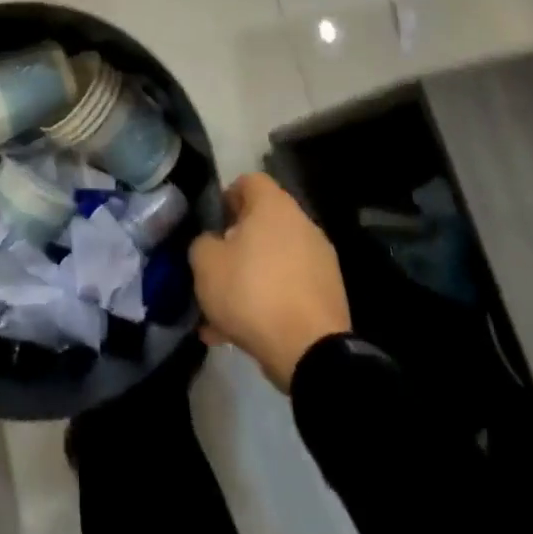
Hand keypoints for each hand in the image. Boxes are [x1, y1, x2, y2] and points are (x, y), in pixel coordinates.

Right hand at [190, 172, 352, 391]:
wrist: (310, 352)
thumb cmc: (252, 292)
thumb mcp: (205, 263)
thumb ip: (202, 243)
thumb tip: (213, 243)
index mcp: (274, 206)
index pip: (249, 181)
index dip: (227, 197)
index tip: (212, 223)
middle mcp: (302, 224)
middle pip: (263, 223)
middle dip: (237, 244)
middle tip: (216, 267)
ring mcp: (321, 261)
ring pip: (274, 260)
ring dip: (250, 278)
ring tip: (223, 312)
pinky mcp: (329, 295)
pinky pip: (289, 289)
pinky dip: (269, 302)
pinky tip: (243, 333)